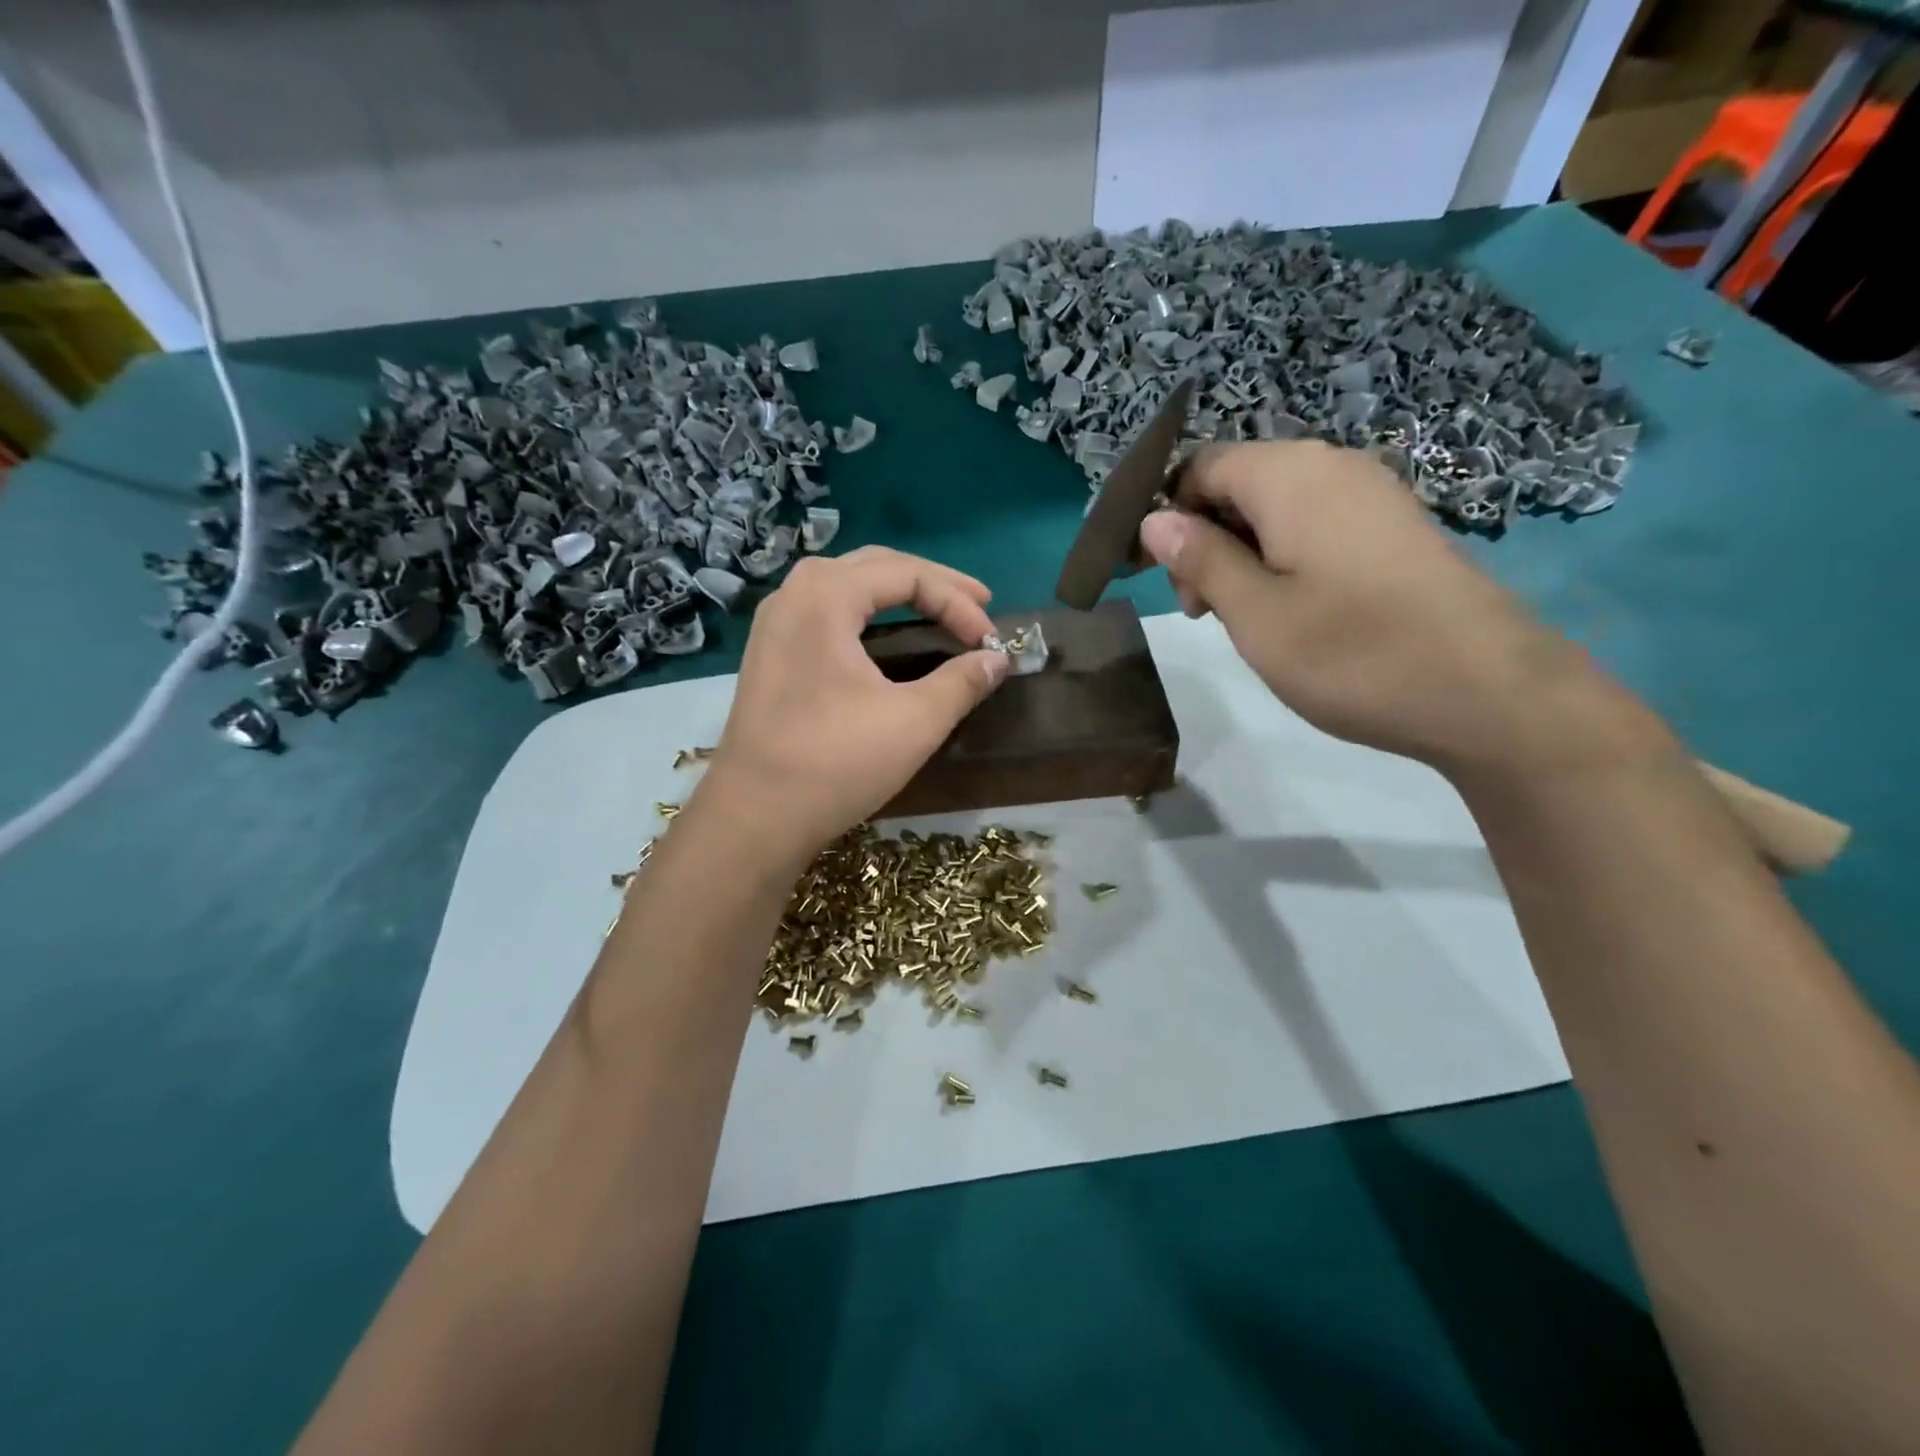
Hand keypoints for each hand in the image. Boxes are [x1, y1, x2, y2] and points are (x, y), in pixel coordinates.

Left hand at [698, 547, 1007, 862]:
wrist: (754, 817)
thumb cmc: (835, 763)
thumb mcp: (914, 722)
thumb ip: (962, 682)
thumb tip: (997, 660)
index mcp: (825, 595)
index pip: (908, 574)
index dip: (958, 602)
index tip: (990, 640)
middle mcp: (793, 594)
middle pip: (875, 567)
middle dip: (932, 584)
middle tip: (977, 605)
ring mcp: (775, 624)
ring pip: (847, 585)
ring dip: (897, 593)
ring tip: (938, 610)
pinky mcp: (770, 654)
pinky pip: (827, 611)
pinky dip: (867, 614)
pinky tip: (885, 637)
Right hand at [1139, 441, 1656, 777]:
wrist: (1487, 691)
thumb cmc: (1352, 652)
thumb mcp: (1254, 612)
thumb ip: (1200, 558)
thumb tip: (1154, 519)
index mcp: (1289, 475)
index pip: (1199, 467)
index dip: (1167, 516)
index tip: (1158, 577)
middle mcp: (1331, 466)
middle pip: (1238, 483)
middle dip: (1204, 538)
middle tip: (1203, 611)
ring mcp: (1370, 495)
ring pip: (1275, 507)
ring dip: (1241, 554)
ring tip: (1245, 617)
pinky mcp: (1394, 527)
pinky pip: (1316, 524)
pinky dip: (1284, 558)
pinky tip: (1293, 610)